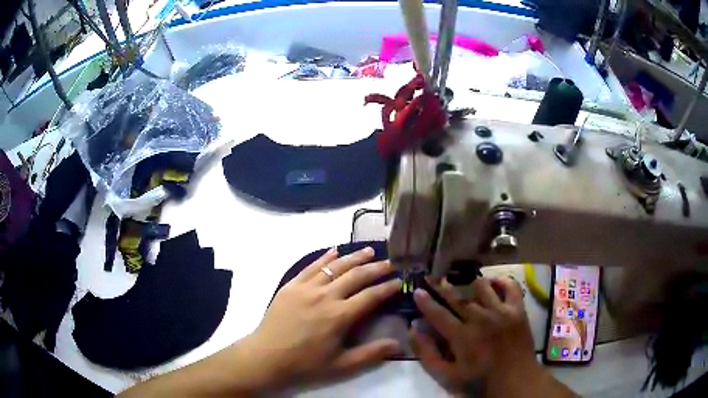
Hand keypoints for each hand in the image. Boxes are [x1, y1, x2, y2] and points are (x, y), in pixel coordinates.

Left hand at [242, 246, 401, 388]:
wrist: (267, 356)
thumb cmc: (305, 364)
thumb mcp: (341, 365)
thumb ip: (371, 354)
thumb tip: (399, 345)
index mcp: (340, 316)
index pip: (371, 296)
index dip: (388, 287)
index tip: (400, 281)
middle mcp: (326, 296)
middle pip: (356, 275)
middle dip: (376, 268)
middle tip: (390, 262)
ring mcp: (307, 288)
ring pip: (335, 266)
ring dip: (354, 257)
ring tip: (369, 251)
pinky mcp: (291, 285)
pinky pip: (311, 266)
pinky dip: (325, 256)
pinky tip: (334, 250)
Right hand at [412, 277, 560, 396]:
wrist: (516, 380)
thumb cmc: (479, 381)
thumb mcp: (447, 376)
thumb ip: (428, 354)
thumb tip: (414, 329)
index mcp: (462, 336)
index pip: (438, 314)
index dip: (426, 302)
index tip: (416, 291)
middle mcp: (481, 319)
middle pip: (458, 297)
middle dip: (441, 285)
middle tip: (431, 275)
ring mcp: (502, 311)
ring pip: (481, 287)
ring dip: (468, 281)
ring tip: (460, 277)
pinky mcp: (518, 309)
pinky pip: (510, 286)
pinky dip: (500, 280)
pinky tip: (492, 282)